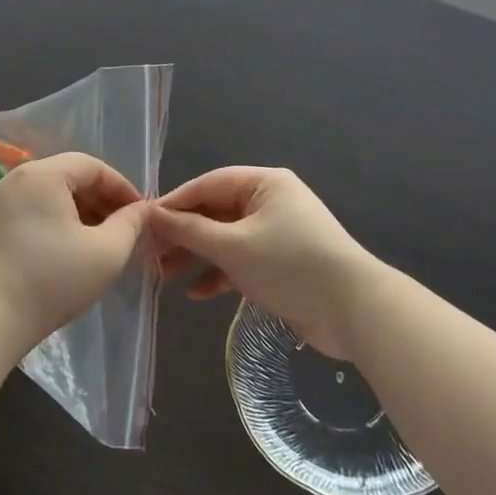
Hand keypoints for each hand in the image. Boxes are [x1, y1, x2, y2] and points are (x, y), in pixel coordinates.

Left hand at [0, 153, 145, 351]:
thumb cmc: (53, 280)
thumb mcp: (106, 252)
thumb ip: (130, 224)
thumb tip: (141, 210)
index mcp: (43, 175)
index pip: (92, 166)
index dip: (122, 187)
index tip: (140, 213)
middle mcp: (17, 179)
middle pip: (69, 176)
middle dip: (101, 199)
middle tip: (123, 228)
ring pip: (50, 195)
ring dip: (80, 211)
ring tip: (100, 240)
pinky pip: (31, 210)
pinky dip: (56, 221)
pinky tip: (69, 249)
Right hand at [148, 167, 373, 359]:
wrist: (354, 310)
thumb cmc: (289, 265)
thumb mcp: (233, 246)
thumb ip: (190, 230)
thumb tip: (151, 216)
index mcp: (264, 184)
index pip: (208, 185)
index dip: (174, 203)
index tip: (142, 224)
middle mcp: (271, 202)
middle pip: (216, 212)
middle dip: (184, 234)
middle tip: (150, 255)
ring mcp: (278, 233)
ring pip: (227, 238)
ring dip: (198, 256)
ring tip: (165, 276)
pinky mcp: (282, 263)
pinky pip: (242, 260)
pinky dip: (221, 274)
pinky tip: (198, 293)